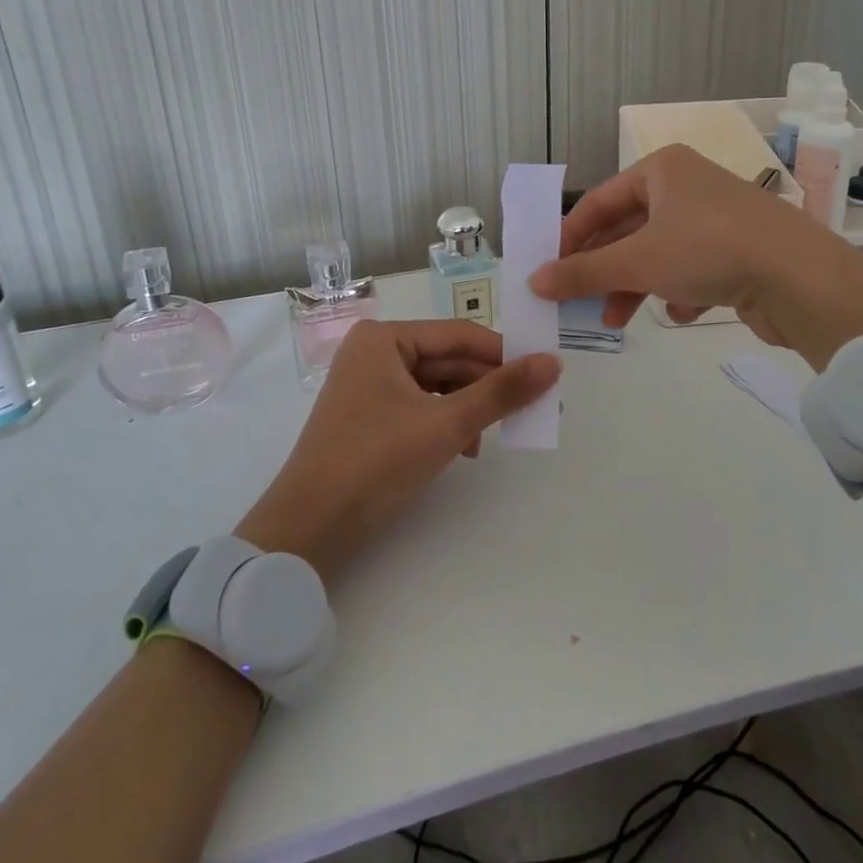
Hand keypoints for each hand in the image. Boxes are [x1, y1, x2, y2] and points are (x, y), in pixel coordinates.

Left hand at [235, 320, 559, 582]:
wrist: (309, 528)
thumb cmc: (376, 462)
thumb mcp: (447, 425)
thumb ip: (501, 392)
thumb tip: (553, 362)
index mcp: (385, 338)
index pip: (459, 334)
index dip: (504, 352)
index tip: (544, 371)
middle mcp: (374, 352)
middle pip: (447, 359)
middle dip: (486, 385)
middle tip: (530, 406)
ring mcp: (368, 385)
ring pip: (436, 385)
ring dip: (468, 407)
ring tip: (493, 435)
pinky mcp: (368, 416)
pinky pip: (419, 406)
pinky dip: (445, 422)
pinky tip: (465, 448)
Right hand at [527, 145, 862, 367]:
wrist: (801, 278)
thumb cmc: (708, 250)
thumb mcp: (637, 261)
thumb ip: (583, 272)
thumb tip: (534, 281)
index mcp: (662, 169)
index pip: (599, 200)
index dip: (570, 237)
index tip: (549, 271)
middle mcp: (688, 185)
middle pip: (628, 229)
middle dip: (604, 270)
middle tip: (580, 304)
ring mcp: (716, 217)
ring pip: (658, 253)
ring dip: (634, 286)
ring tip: (617, 321)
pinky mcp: (739, 248)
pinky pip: (692, 267)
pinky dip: (679, 290)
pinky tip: (683, 310)